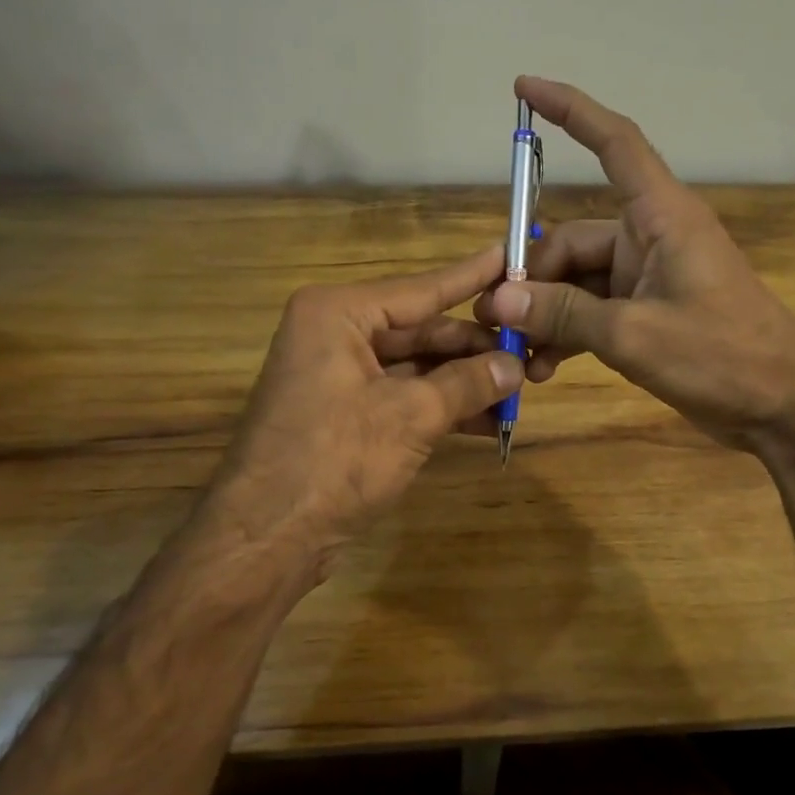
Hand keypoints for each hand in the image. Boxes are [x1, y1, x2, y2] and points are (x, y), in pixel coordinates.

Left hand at [202, 246, 521, 577]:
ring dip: (463, 382)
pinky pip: (402, 396)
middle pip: (420, 331)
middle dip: (474, 348)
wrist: (266, 538)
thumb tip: (516, 364)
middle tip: (529, 352)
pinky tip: (486, 420)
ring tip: (517, 390)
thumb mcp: (411, 417)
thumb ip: (467, 383)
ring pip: (415, 367)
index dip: (472, 278)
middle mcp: (335, 334)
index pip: (421, 290)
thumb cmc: (334, 460)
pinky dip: (440, 407)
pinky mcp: (344, 413)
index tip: (511, 256)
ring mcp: (338, 376)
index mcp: (339, 314)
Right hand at [473, 76, 794, 449]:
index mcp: (660, 218)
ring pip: (578, 281)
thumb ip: (564, 315)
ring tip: (520, 355)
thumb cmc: (724, 357)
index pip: (614, 143)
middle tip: (498, 320)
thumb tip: (498, 301)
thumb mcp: (634, 336)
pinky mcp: (649, 313)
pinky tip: (546, 367)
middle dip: (532, 277)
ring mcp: (649, 278)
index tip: (524, 88)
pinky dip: (569, 333)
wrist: (785, 407)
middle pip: (572, 239)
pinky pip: (594, 311)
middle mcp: (651, 237)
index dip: (570, 110)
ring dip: (547, 314)